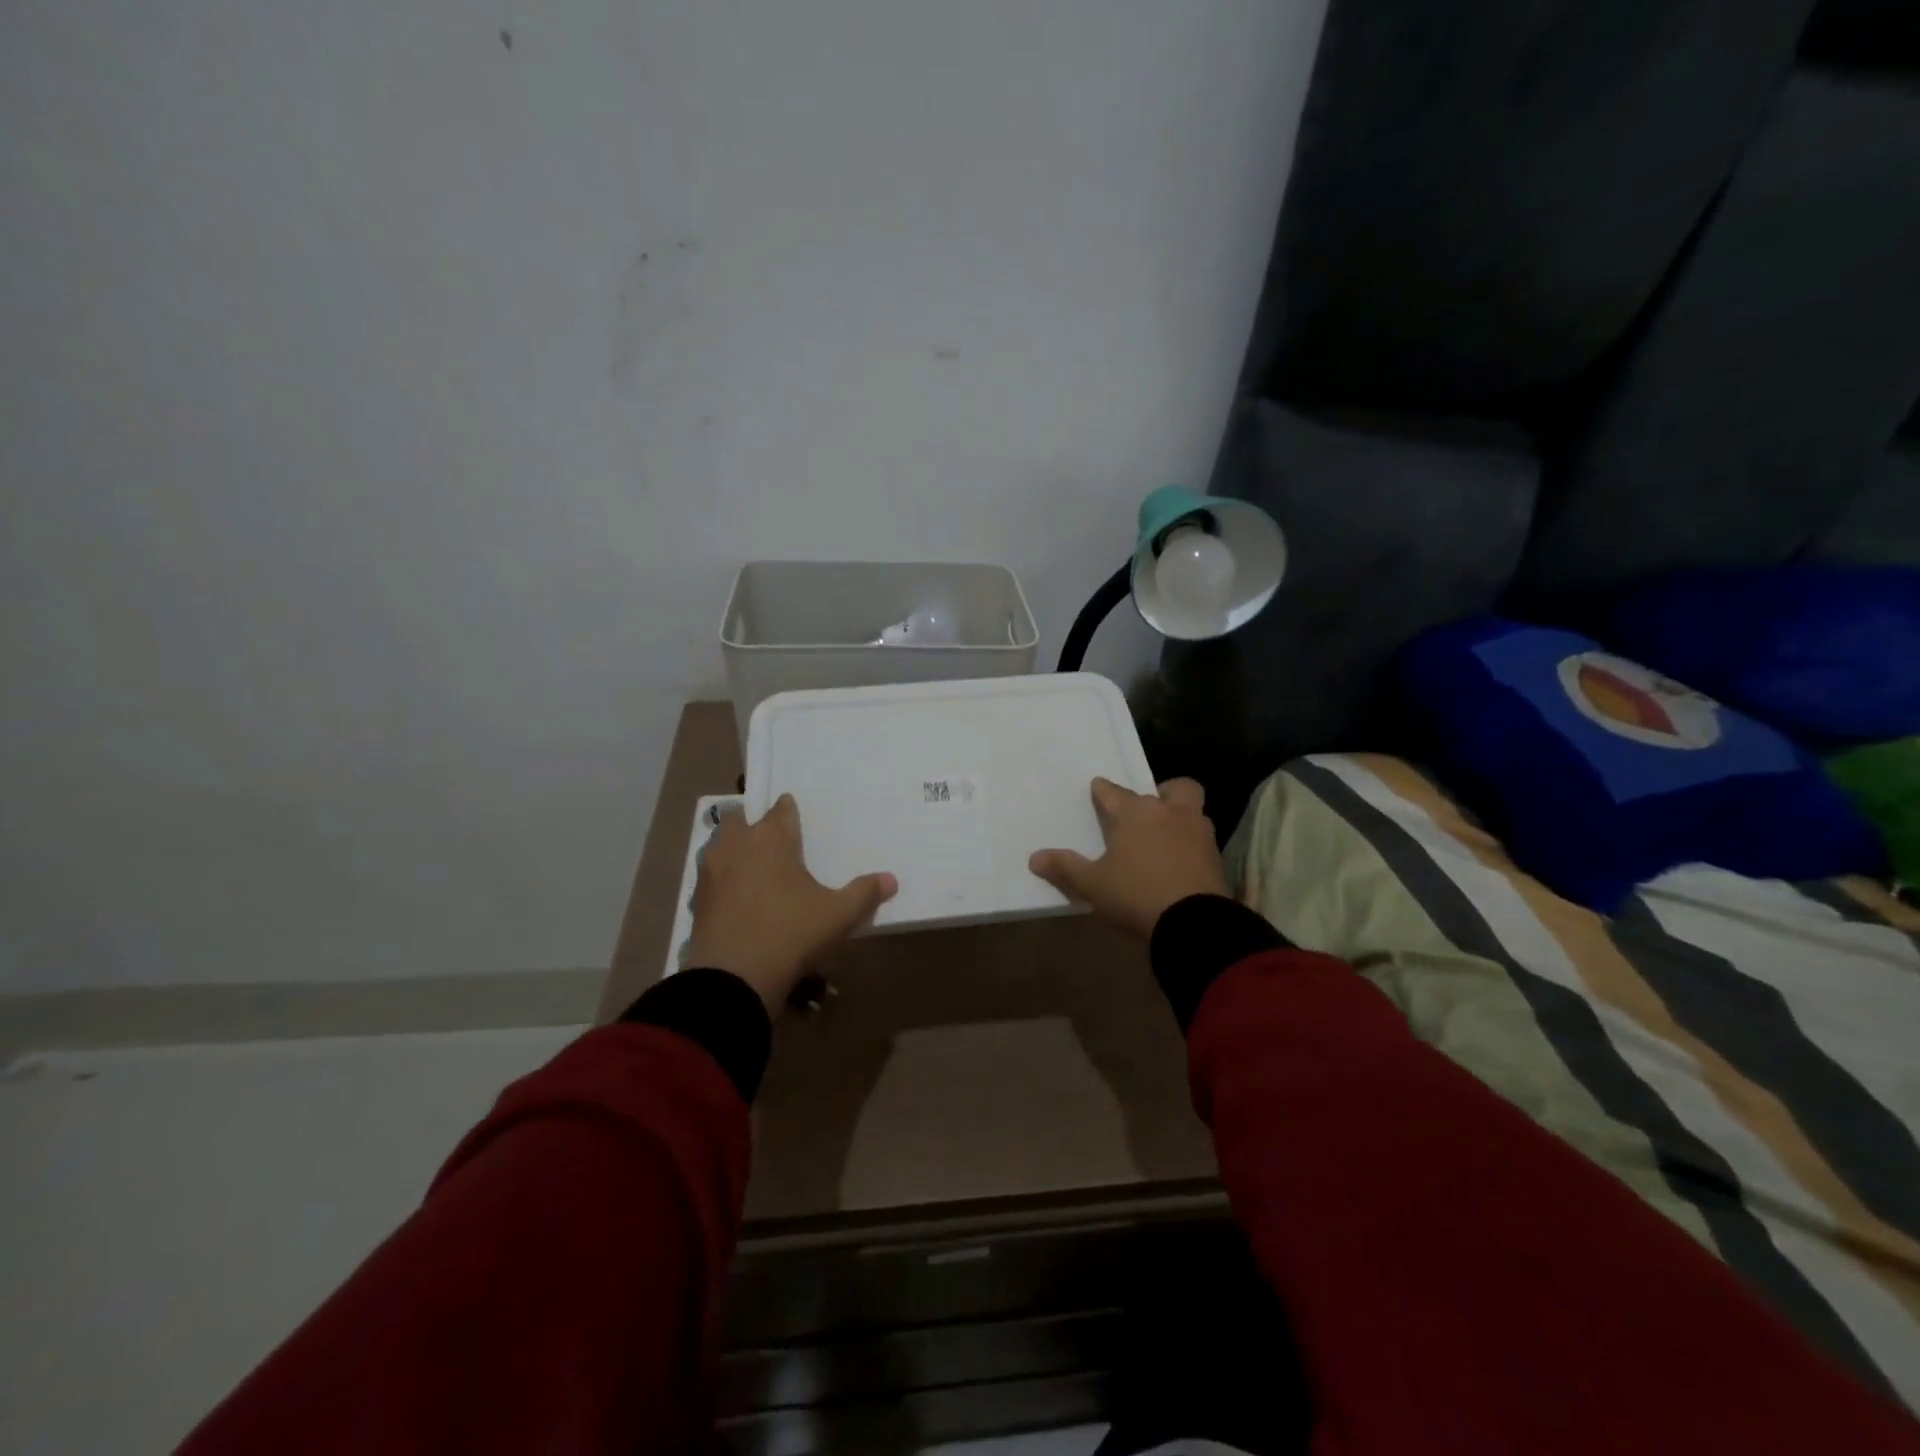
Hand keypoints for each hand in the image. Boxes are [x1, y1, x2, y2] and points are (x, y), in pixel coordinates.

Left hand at [684, 795, 897, 1016]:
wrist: (732, 979)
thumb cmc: (790, 933)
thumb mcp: (838, 915)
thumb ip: (865, 893)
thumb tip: (891, 880)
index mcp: (770, 837)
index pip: (781, 809)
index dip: (790, 811)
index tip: (798, 819)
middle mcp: (736, 845)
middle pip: (742, 820)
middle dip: (756, 826)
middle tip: (776, 844)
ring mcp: (710, 872)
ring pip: (720, 846)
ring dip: (735, 851)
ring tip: (756, 870)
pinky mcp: (696, 901)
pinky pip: (711, 879)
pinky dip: (723, 883)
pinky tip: (739, 902)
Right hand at [1029, 777, 1228, 939]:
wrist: (1194, 923)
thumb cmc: (1136, 894)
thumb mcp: (1093, 885)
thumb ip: (1065, 869)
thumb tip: (1034, 858)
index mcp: (1136, 813)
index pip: (1114, 792)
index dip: (1102, 790)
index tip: (1097, 788)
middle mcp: (1170, 813)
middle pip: (1174, 788)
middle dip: (1162, 792)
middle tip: (1150, 809)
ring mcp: (1198, 832)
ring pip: (1193, 810)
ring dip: (1181, 816)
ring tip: (1166, 836)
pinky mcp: (1216, 857)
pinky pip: (1202, 838)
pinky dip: (1192, 844)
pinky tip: (1181, 860)